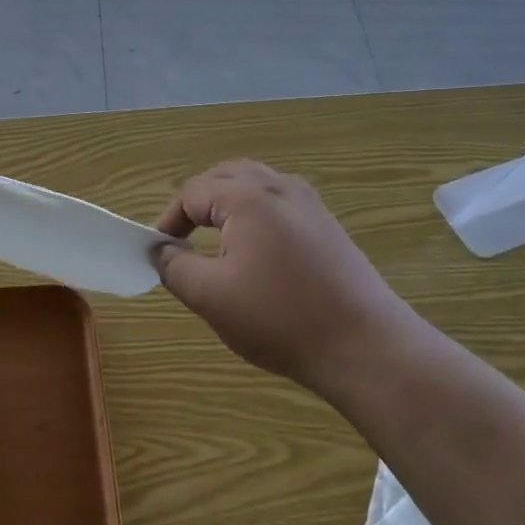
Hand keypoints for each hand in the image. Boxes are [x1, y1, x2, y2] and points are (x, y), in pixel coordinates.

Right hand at [154, 161, 416, 392]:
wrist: (366, 347)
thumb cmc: (280, 318)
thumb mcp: (211, 297)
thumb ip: (175, 267)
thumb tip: (161, 251)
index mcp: (248, 197)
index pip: (192, 192)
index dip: (168, 220)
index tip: (158, 253)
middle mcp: (280, 187)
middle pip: (224, 177)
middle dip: (196, 204)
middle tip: (181, 239)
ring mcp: (310, 204)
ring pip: (254, 185)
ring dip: (226, 204)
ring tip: (213, 239)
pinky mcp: (328, 226)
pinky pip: (279, 203)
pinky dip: (255, 215)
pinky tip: (255, 252)